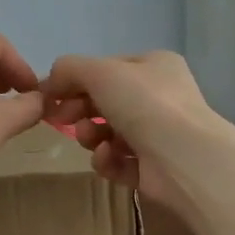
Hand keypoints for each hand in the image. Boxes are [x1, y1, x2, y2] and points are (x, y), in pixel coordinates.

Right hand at [40, 51, 216, 219]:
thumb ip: (69, 70)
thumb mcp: (100, 72)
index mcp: (154, 66)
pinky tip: (108, 157)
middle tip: (63, 119)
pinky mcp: (153, 169)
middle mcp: (159, 97)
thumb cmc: (145, 103)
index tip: (51, 96)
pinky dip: (107, 159)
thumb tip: (50, 83)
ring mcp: (158, 134)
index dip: (76, 81)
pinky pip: (118, 161)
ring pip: (108, 133)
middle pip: (105, 102)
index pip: (106, 69)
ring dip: (91, 135)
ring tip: (90, 138)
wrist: (184, 158)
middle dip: (80, 110)